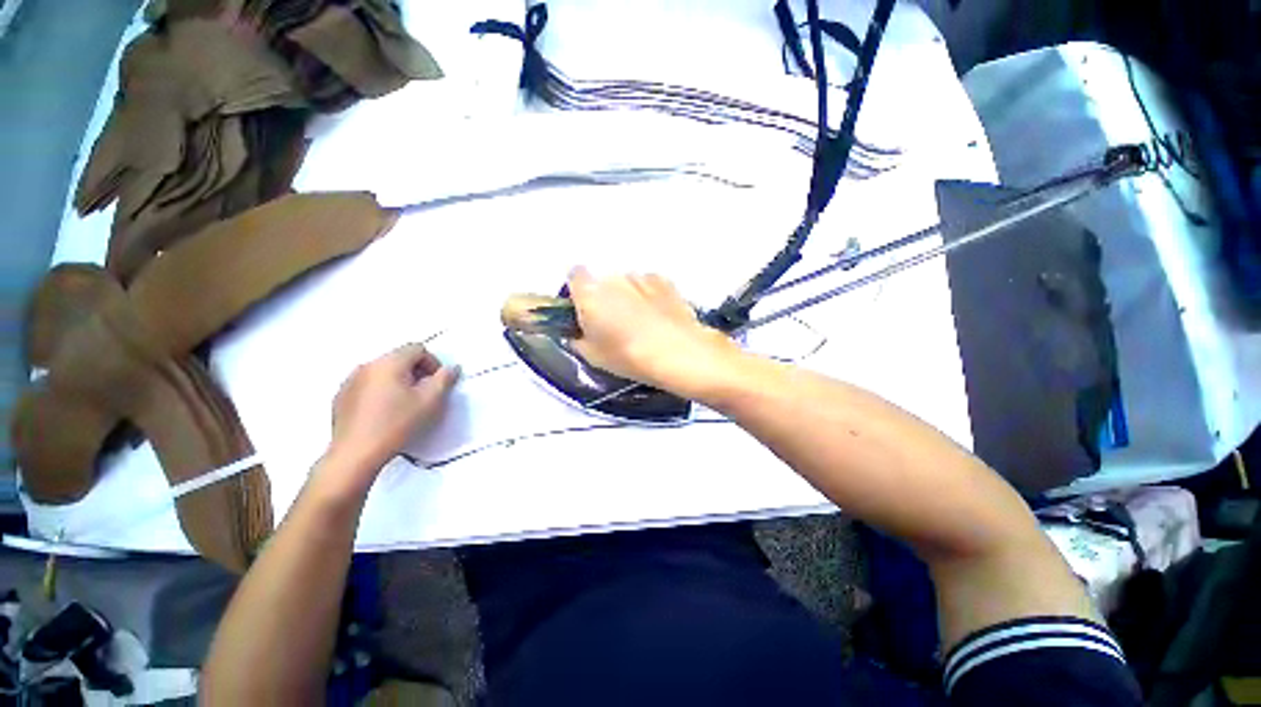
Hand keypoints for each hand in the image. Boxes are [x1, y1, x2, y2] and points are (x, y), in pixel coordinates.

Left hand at [328, 343, 459, 473]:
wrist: (356, 454)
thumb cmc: (397, 424)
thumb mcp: (430, 401)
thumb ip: (445, 379)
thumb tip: (452, 368)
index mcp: (389, 362)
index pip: (417, 349)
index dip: (433, 363)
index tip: (437, 383)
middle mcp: (367, 365)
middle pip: (399, 358)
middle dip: (416, 372)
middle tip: (424, 394)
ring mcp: (350, 380)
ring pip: (383, 371)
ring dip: (398, 381)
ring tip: (405, 404)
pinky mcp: (340, 397)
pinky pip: (367, 384)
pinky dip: (380, 391)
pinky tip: (384, 412)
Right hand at [567, 267, 743, 396]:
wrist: (677, 353)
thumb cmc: (627, 356)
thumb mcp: (592, 356)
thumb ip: (578, 339)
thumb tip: (578, 332)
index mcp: (589, 292)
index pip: (574, 275)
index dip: (578, 292)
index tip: (584, 310)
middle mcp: (613, 278)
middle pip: (603, 281)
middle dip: (605, 297)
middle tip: (613, 322)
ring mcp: (640, 277)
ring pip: (627, 283)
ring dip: (628, 296)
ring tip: (641, 323)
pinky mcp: (664, 281)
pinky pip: (649, 285)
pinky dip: (649, 296)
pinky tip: (658, 317)